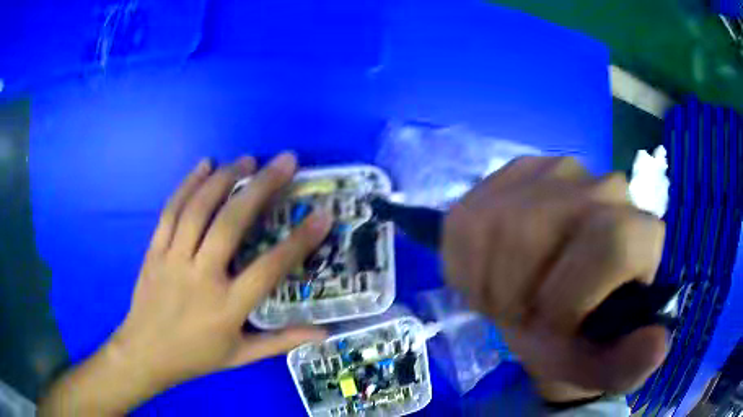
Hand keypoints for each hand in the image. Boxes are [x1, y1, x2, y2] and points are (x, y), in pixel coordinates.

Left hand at [39, 152, 331, 415]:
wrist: (145, 353)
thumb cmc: (196, 357)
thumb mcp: (241, 356)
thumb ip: (281, 341)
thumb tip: (323, 334)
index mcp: (227, 308)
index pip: (269, 269)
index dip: (299, 241)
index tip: (323, 214)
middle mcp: (201, 278)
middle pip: (231, 224)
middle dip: (261, 187)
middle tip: (286, 161)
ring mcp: (173, 260)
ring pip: (199, 209)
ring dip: (225, 178)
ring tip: (248, 159)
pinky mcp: (154, 250)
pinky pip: (171, 211)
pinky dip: (188, 184)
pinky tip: (204, 164)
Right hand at [442, 156, 667, 401]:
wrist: (548, 311)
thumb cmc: (579, 340)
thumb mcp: (604, 368)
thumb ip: (630, 364)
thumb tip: (656, 345)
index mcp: (639, 232)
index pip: (612, 243)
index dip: (569, 298)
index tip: (550, 327)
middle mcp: (605, 186)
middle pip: (540, 227)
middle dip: (515, 290)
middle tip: (519, 315)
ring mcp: (554, 170)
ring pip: (501, 221)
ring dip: (490, 279)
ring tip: (505, 298)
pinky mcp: (510, 173)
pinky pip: (470, 218)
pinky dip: (468, 262)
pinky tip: (490, 273)